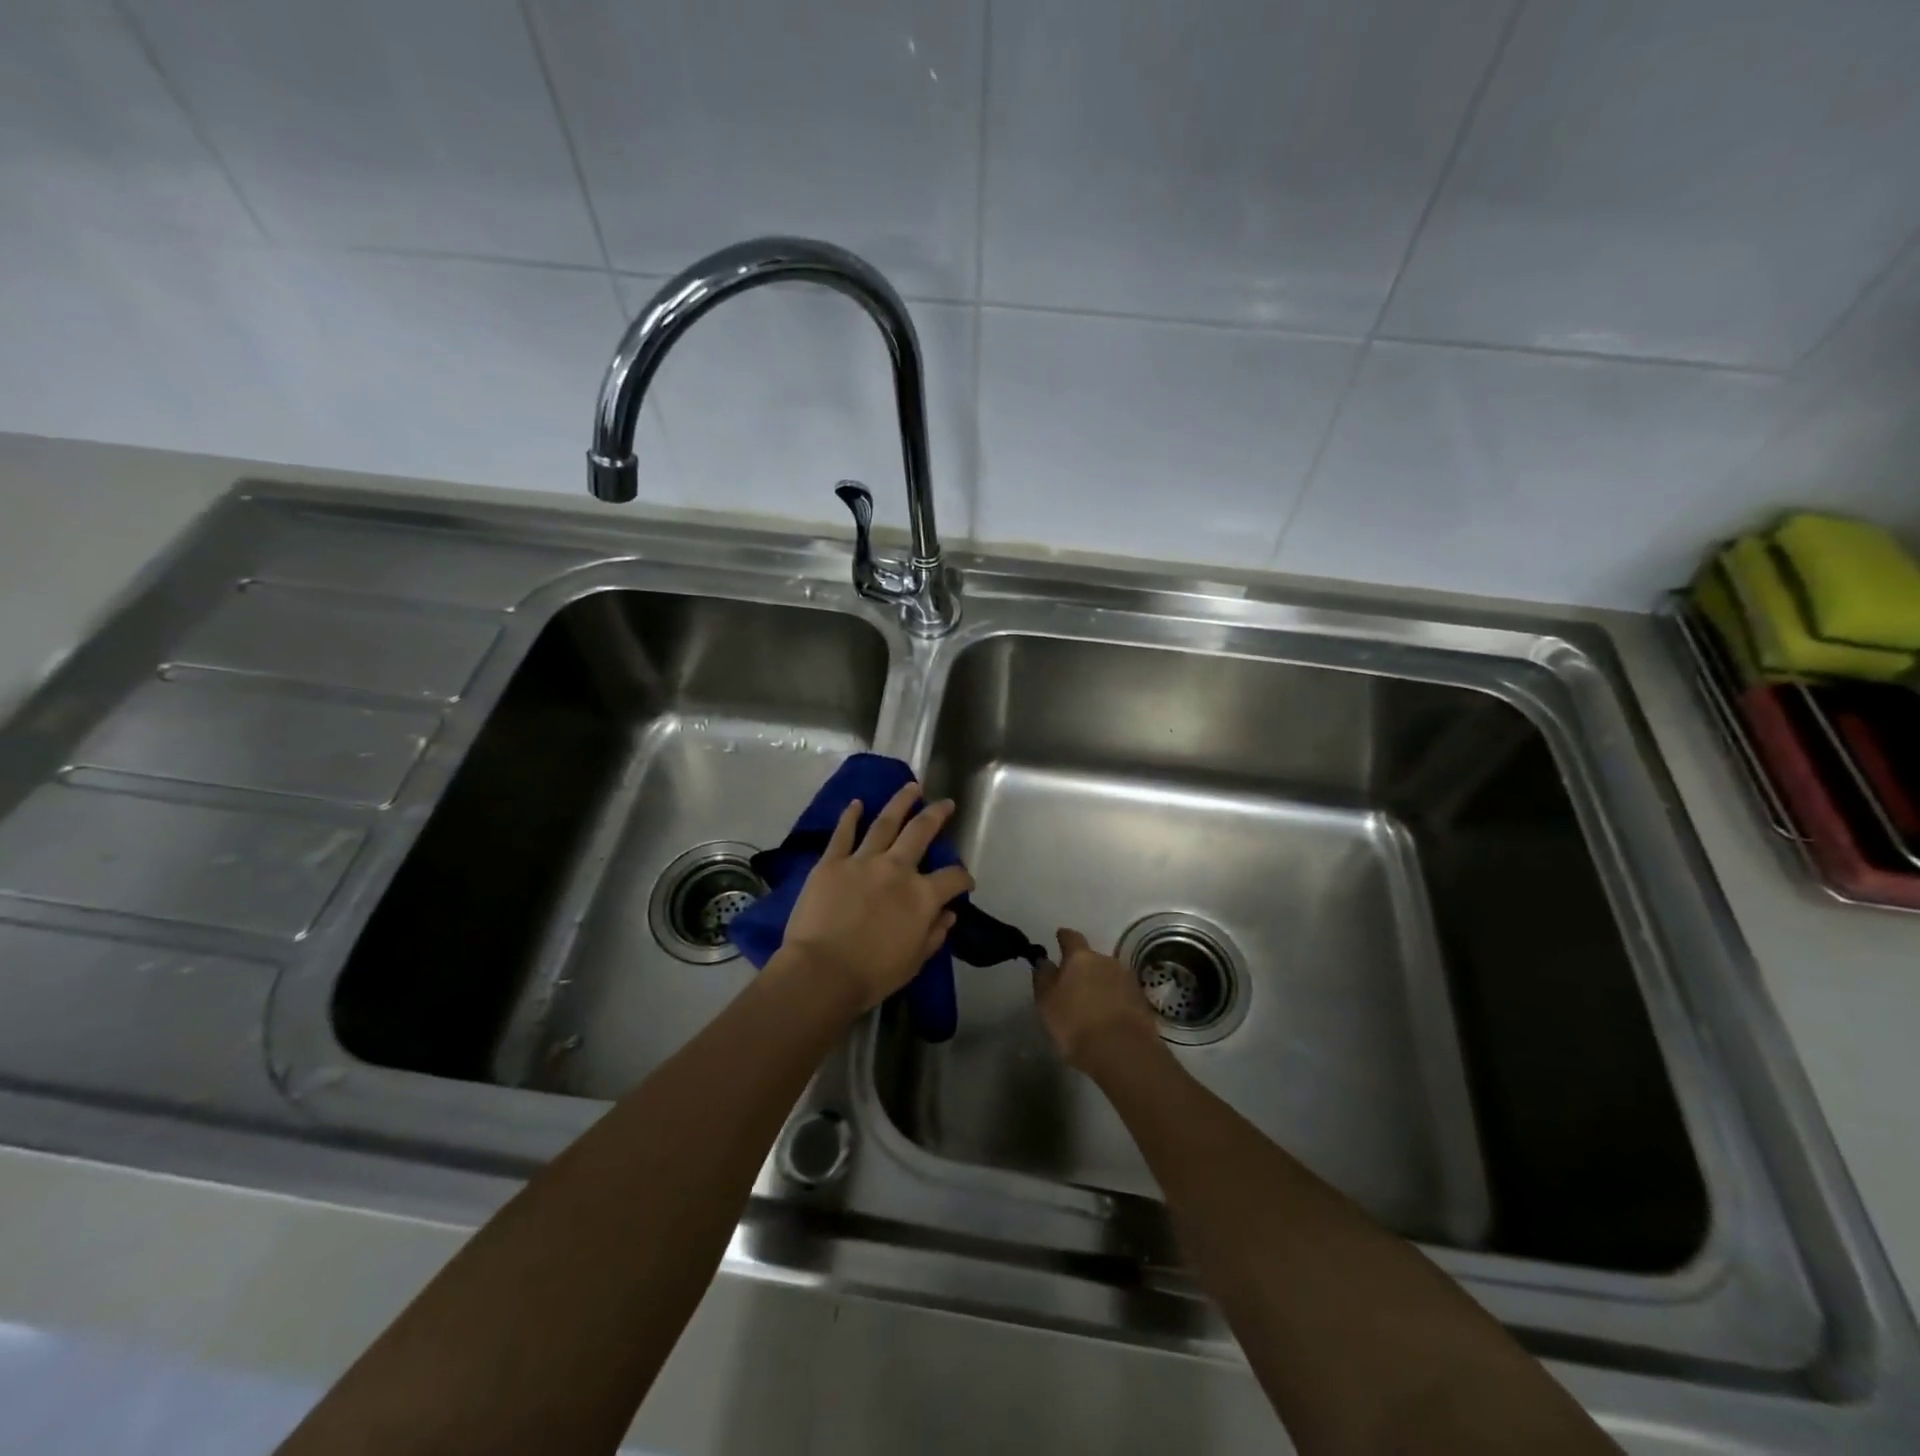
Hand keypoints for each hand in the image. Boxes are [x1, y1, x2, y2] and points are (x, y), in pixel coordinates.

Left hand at [780, 782, 974, 1015]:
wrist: (821, 972)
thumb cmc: (872, 974)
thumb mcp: (914, 961)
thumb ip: (935, 934)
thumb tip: (949, 914)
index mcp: (921, 896)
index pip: (952, 878)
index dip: (963, 878)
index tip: (965, 882)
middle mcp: (897, 869)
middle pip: (921, 832)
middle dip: (937, 815)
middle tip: (945, 803)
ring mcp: (862, 860)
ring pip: (886, 822)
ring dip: (900, 802)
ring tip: (910, 787)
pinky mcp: (832, 862)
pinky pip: (843, 833)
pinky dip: (850, 816)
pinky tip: (857, 803)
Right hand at [1035, 928, 1163, 1074]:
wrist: (1123, 1051)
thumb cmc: (1076, 1024)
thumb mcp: (1047, 1003)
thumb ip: (1043, 978)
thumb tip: (1044, 961)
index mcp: (1081, 958)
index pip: (1071, 938)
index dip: (1064, 937)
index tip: (1059, 936)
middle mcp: (1106, 961)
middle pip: (1092, 959)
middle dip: (1083, 968)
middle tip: (1073, 985)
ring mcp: (1128, 980)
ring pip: (1109, 976)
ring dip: (1100, 985)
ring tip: (1091, 1005)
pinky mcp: (1142, 1001)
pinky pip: (1122, 994)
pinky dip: (1114, 1001)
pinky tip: (1108, 1017)